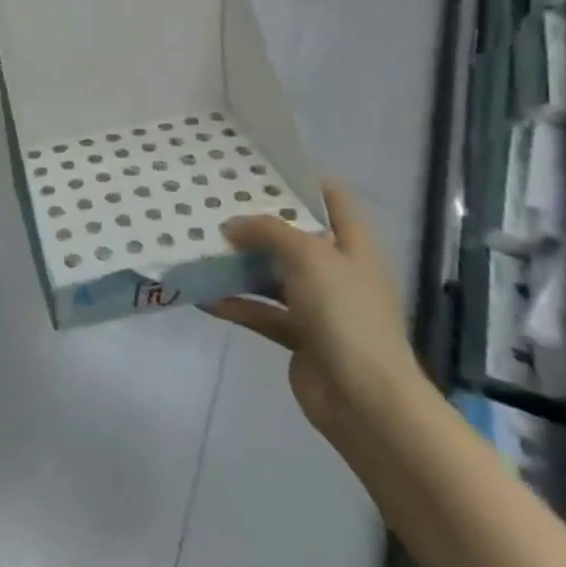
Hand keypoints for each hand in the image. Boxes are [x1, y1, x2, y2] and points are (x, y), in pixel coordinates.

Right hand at [203, 182, 419, 436]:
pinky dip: (236, 305)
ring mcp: (318, 306)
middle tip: (217, 204)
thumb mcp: (308, 256)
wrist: (364, 398)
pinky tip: (202, 297)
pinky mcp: (299, 336)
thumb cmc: (344, 314)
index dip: (304, 180)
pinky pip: (261, 312)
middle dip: (259, 223)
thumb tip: (231, 225)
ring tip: (201, 246)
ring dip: (240, 265)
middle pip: (296, 237)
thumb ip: (268, 231)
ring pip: (273, 275)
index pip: (334, 200)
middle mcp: (337, 271)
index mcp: (352, 245)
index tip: (261, 168)